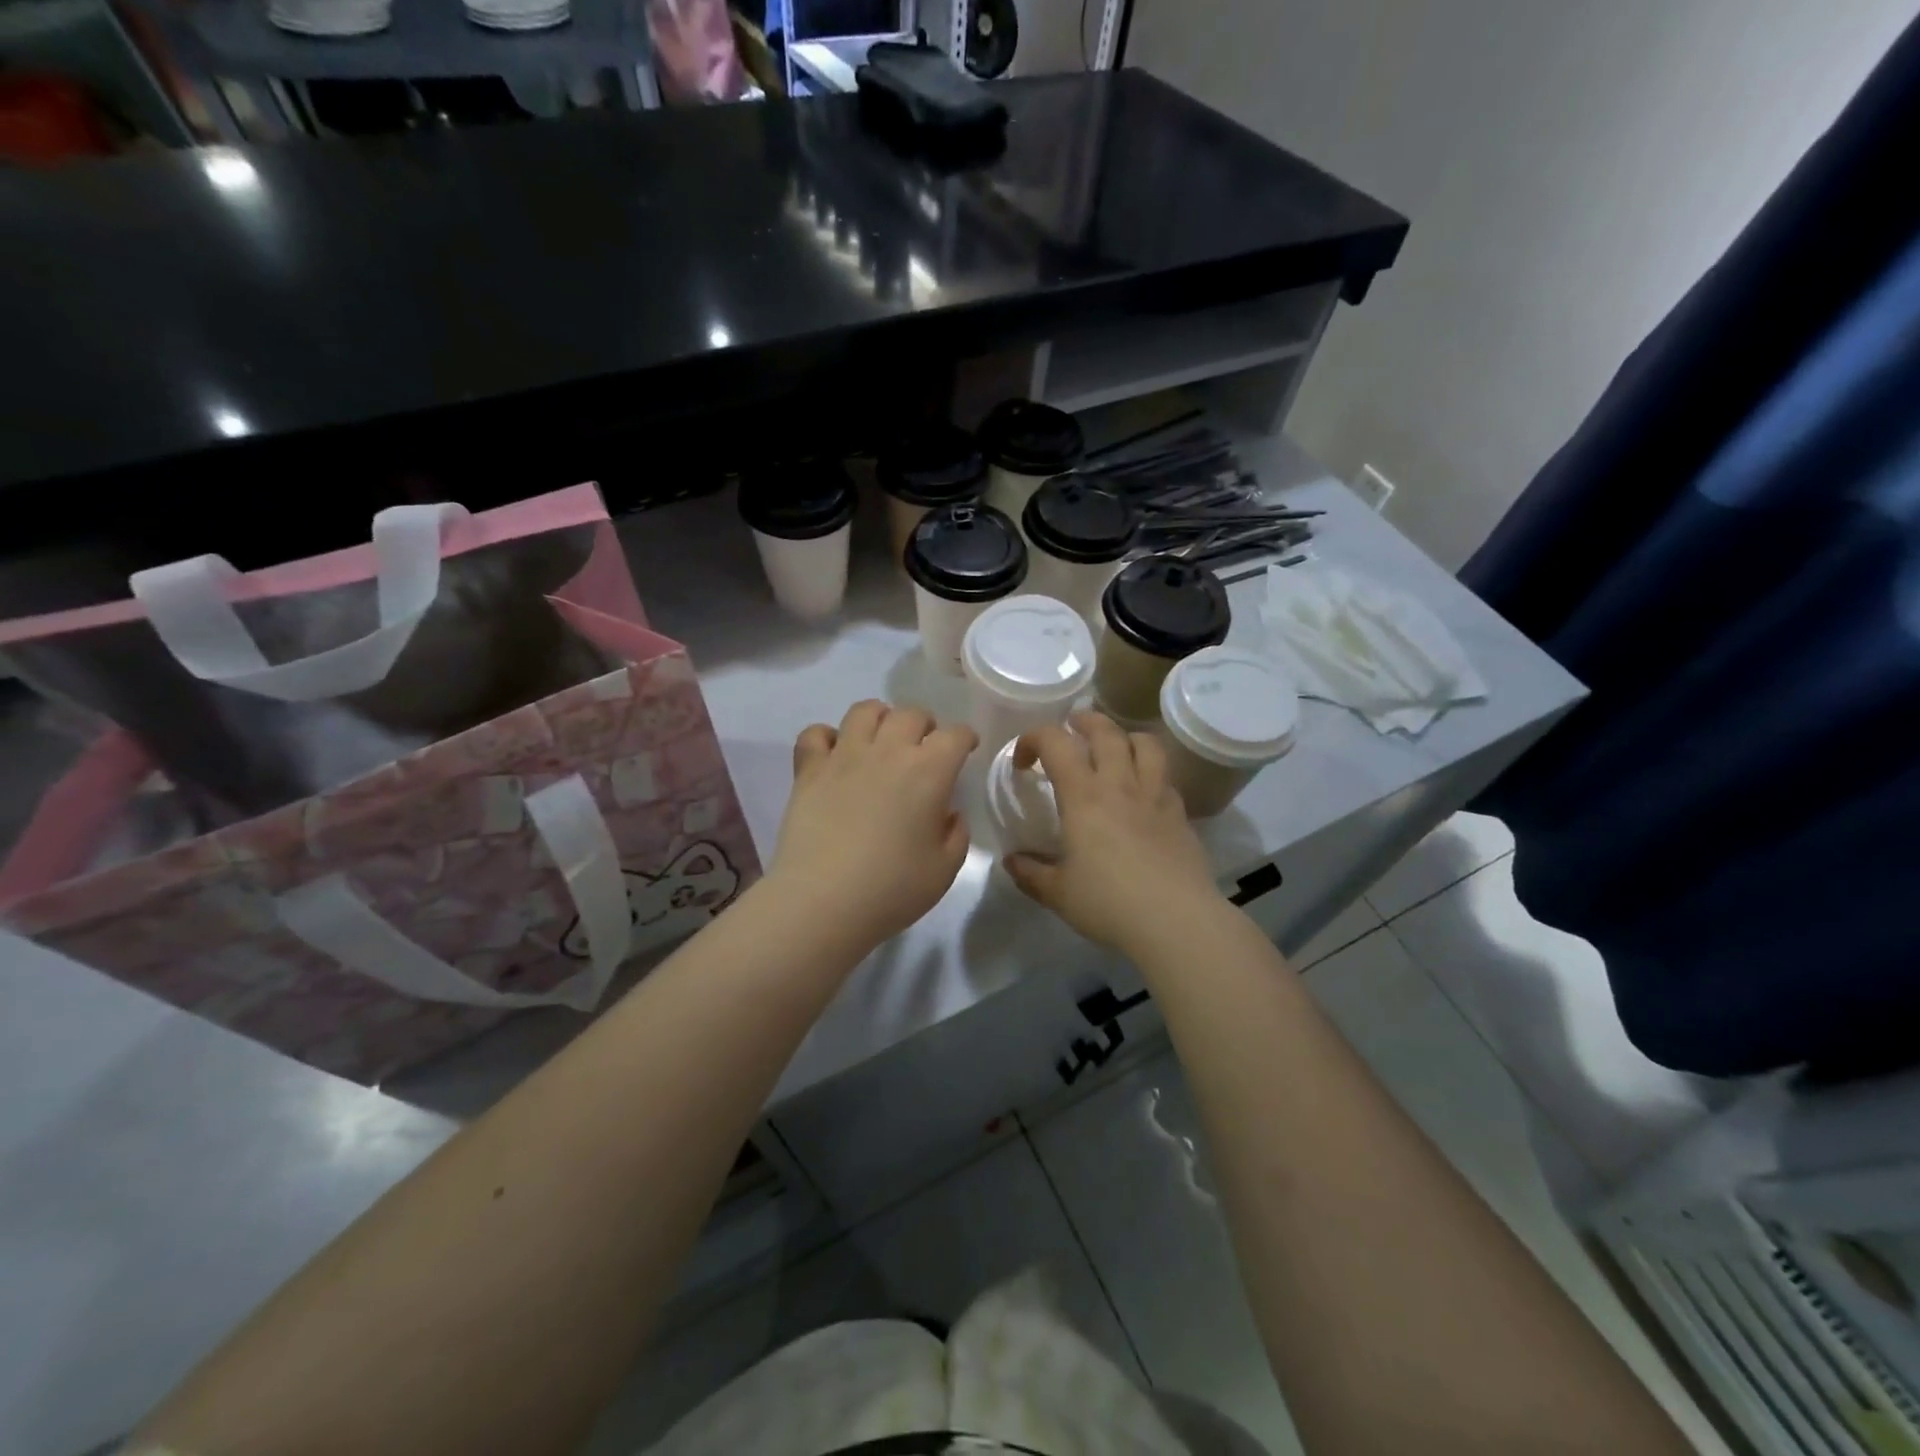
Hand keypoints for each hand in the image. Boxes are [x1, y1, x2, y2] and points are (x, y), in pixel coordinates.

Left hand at [769, 700, 977, 950]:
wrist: (822, 901)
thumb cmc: (892, 889)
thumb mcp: (944, 869)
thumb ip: (955, 833)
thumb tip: (947, 813)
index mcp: (929, 771)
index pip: (955, 735)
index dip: (965, 739)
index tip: (966, 750)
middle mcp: (888, 751)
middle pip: (911, 713)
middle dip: (925, 725)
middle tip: (924, 748)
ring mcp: (844, 756)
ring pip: (865, 711)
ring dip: (880, 718)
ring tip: (881, 740)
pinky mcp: (809, 770)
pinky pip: (815, 734)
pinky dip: (826, 737)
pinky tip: (833, 755)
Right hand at [1004, 712, 1222, 952]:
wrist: (1175, 921)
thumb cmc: (1108, 903)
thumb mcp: (1058, 893)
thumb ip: (1031, 873)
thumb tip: (1012, 861)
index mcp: (1083, 796)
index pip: (1055, 742)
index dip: (1033, 739)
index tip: (1024, 763)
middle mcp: (1120, 784)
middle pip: (1105, 730)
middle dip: (1083, 722)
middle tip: (1071, 730)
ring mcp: (1155, 795)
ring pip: (1145, 743)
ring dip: (1124, 736)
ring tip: (1114, 747)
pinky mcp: (1180, 813)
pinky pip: (1165, 776)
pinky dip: (1150, 771)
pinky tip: (1142, 792)